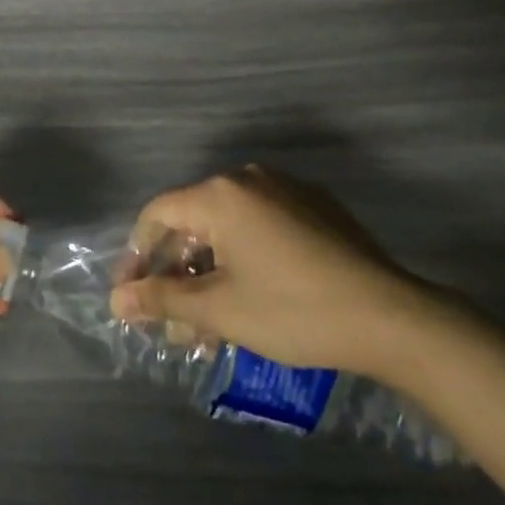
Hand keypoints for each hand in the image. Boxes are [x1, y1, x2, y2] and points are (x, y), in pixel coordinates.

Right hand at [109, 166, 436, 377]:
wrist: (390, 317)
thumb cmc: (293, 310)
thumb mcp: (221, 309)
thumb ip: (163, 299)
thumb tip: (115, 301)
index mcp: (220, 193)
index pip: (158, 213)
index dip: (138, 254)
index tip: (130, 295)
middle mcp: (247, 178)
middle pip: (194, 221)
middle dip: (178, 273)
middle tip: (171, 322)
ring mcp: (285, 188)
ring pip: (229, 228)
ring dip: (210, 272)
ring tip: (209, 326)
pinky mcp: (314, 206)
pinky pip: (261, 226)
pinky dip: (244, 258)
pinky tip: (249, 299)